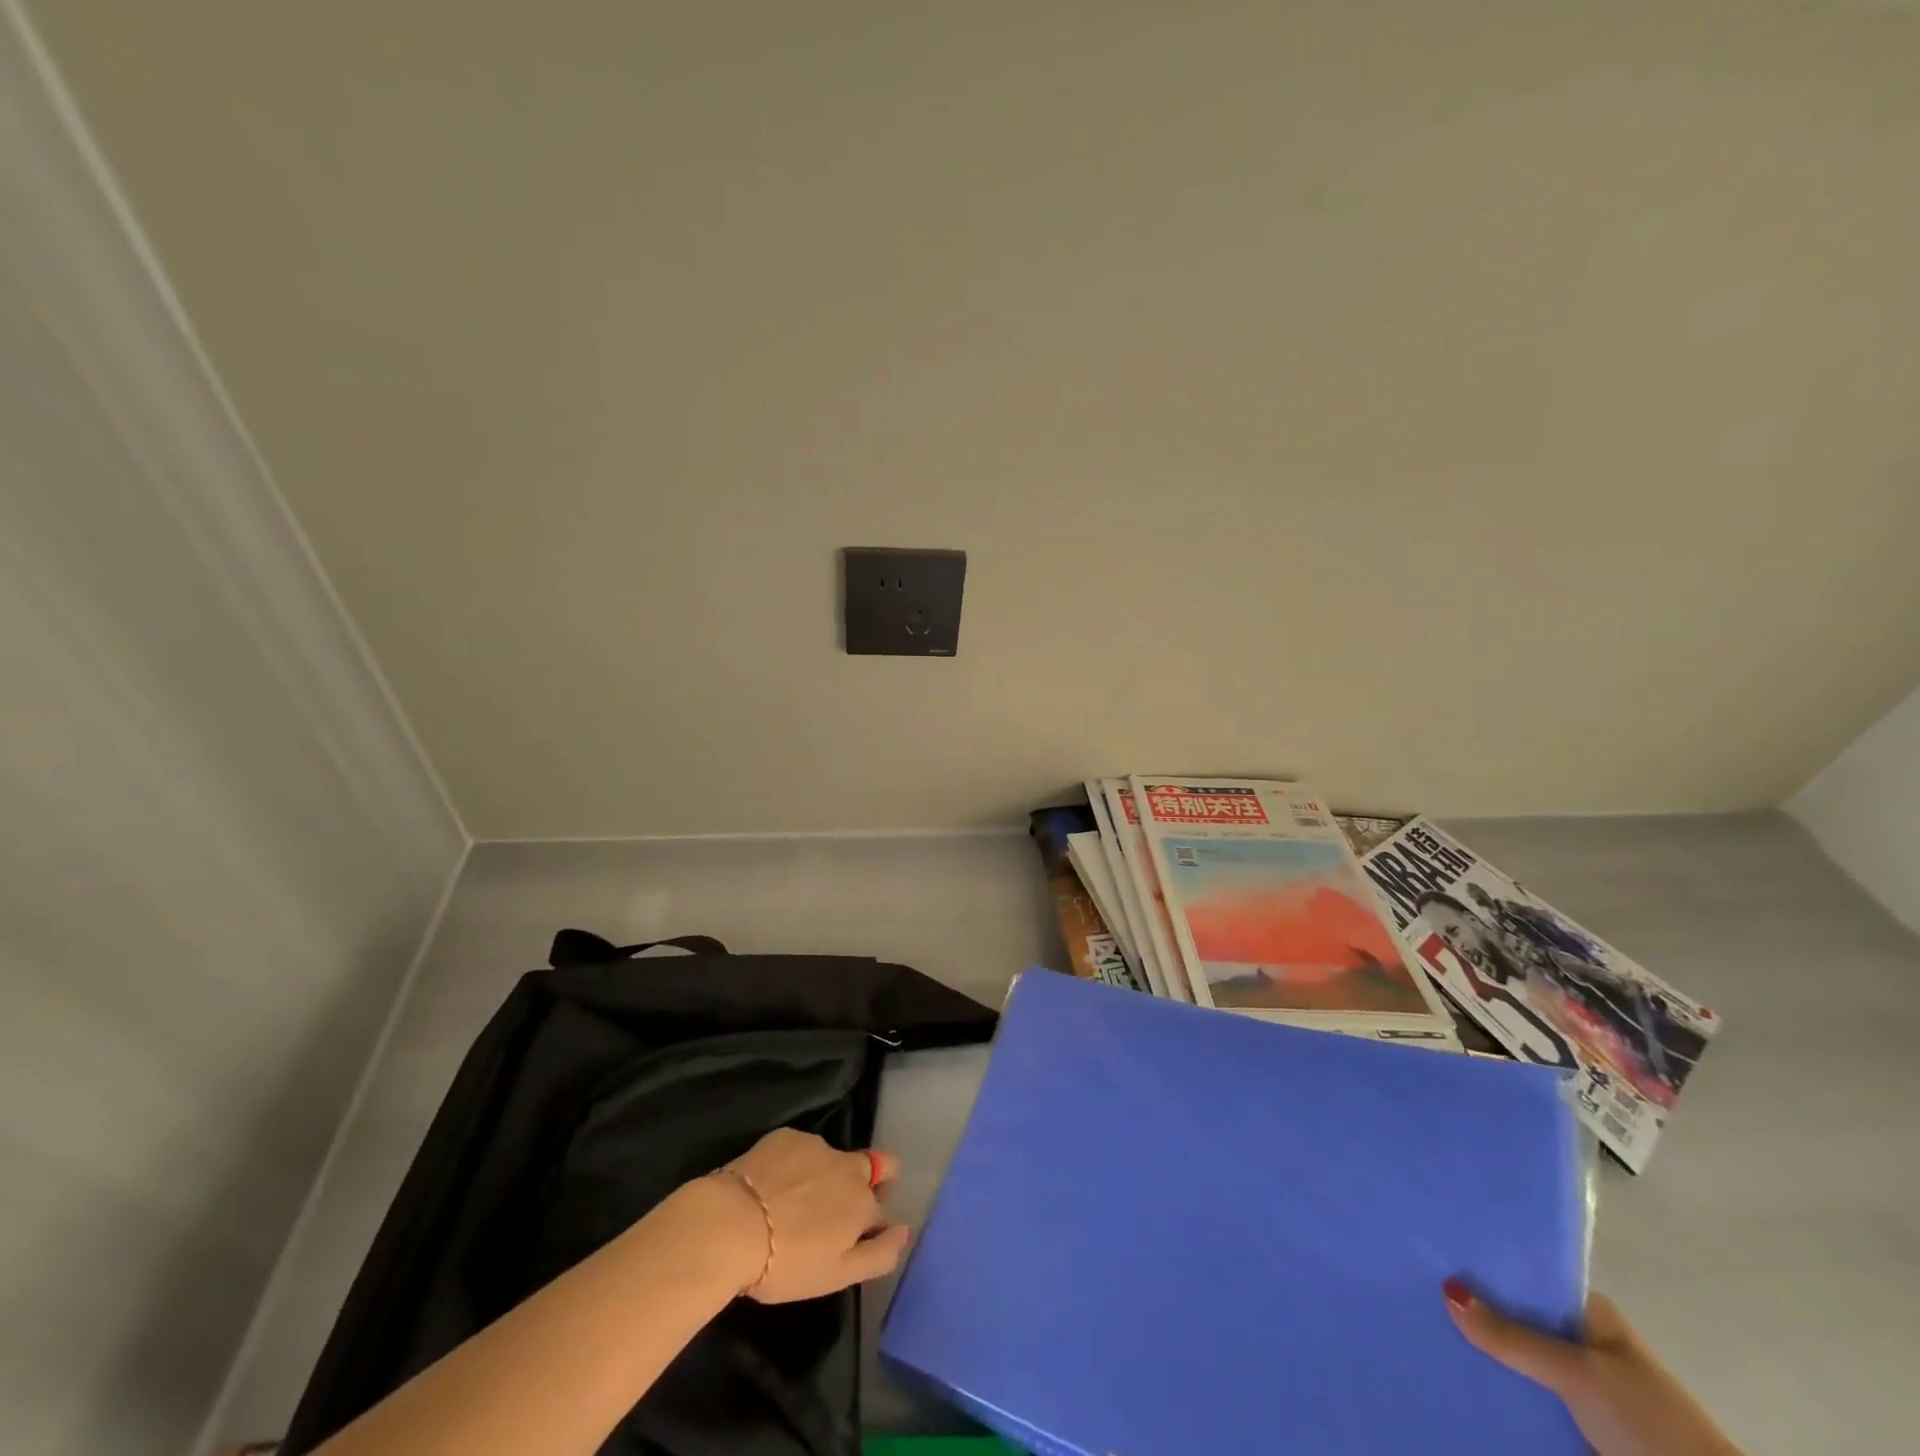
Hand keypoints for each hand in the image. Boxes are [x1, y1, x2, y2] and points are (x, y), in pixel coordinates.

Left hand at [713, 1128, 908, 1303]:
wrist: (731, 1226)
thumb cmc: (786, 1263)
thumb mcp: (837, 1275)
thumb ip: (879, 1253)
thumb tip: (906, 1231)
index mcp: (862, 1202)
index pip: (884, 1206)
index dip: (873, 1221)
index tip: (854, 1235)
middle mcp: (847, 1166)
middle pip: (872, 1166)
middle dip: (862, 1184)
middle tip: (830, 1212)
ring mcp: (816, 1146)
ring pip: (832, 1159)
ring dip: (823, 1176)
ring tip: (791, 1204)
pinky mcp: (787, 1136)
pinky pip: (801, 1149)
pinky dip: (794, 1165)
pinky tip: (770, 1186)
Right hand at [1444, 1281, 1741, 1454]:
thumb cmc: (1648, 1419)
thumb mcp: (1577, 1373)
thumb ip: (1512, 1336)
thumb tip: (1445, 1287)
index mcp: (1589, 1312)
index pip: (1523, 1276)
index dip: (1481, 1267)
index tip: (1432, 1256)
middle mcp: (1582, 1339)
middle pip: (1515, 1317)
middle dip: (1475, 1311)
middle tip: (1418, 1292)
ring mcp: (1581, 1382)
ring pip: (1518, 1356)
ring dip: (1484, 1351)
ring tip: (1425, 1328)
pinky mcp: (1576, 1419)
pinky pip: (1525, 1392)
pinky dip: (1499, 1386)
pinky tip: (1461, 1377)